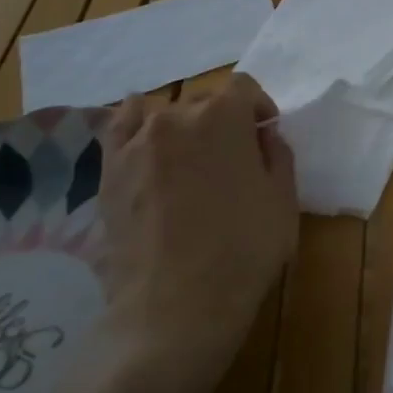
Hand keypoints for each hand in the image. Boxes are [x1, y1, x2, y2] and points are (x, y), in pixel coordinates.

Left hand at [98, 76, 298, 392]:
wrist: (176, 305)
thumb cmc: (244, 250)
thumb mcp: (284, 200)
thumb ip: (277, 155)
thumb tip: (263, 136)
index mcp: (224, 117)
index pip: (244, 87)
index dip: (260, 109)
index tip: (265, 138)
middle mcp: (176, 117)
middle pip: (204, 101)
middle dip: (223, 121)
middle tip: (233, 160)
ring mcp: (135, 143)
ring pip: (165, 115)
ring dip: (184, 128)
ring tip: (191, 161)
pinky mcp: (108, 171)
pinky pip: (119, 128)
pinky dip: (133, 123)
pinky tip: (142, 131)